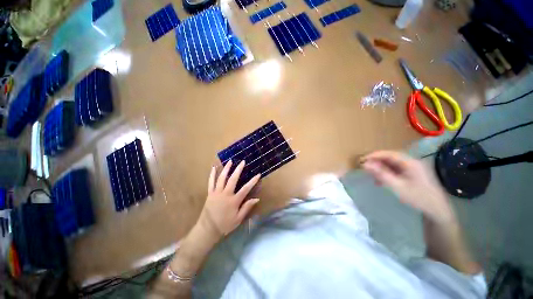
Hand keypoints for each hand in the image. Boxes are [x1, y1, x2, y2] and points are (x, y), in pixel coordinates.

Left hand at [195, 160, 260, 242]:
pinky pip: (211, 182)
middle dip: (238, 169)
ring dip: (226, 169)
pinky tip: (214, 168)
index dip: (252, 181)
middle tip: (242, 162)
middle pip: (233, 179)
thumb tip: (256, 199)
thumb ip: (246, 208)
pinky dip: (212, 174)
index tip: (258, 174)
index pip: (246, 189)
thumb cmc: (225, 225)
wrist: (209, 228)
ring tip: (230, 161)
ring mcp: (216, 192)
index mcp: (234, 201)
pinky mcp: (210, 193)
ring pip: (222, 178)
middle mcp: (225, 194)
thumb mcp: (238, 219)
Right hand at [362, 151, 454, 222]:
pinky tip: (387, 181)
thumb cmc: (418, 197)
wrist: (436, 206)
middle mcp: (413, 161)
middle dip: (379, 162)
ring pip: (397, 164)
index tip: (363, 160)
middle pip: (393, 157)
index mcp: (409, 161)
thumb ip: (383, 176)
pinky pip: (401, 170)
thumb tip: (367, 165)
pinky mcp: (417, 174)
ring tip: (374, 177)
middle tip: (366, 169)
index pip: (389, 154)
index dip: (376, 155)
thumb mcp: (399, 188)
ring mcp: (415, 167)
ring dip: (385, 168)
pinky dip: (392, 173)